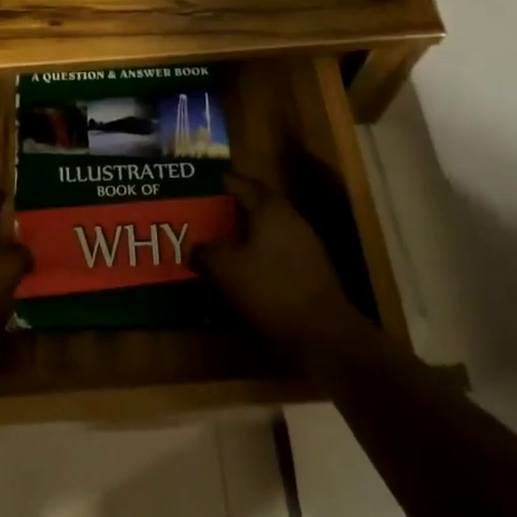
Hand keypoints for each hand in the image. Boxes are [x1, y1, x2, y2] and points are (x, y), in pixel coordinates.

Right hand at [192, 173, 373, 362]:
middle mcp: (290, 217)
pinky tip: (243, 268)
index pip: (241, 183)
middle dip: (229, 209)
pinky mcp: (310, 267)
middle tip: (204, 216)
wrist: (322, 332)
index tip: (197, 187)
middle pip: (255, 204)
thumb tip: (194, 248)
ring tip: (218, 242)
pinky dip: (258, 252)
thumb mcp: (225, 270)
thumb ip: (205, 253)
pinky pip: (276, 249)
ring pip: (267, 228)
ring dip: (244, 232)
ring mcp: (305, 242)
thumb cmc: (271, 289)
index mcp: (270, 208)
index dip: (219, 183)